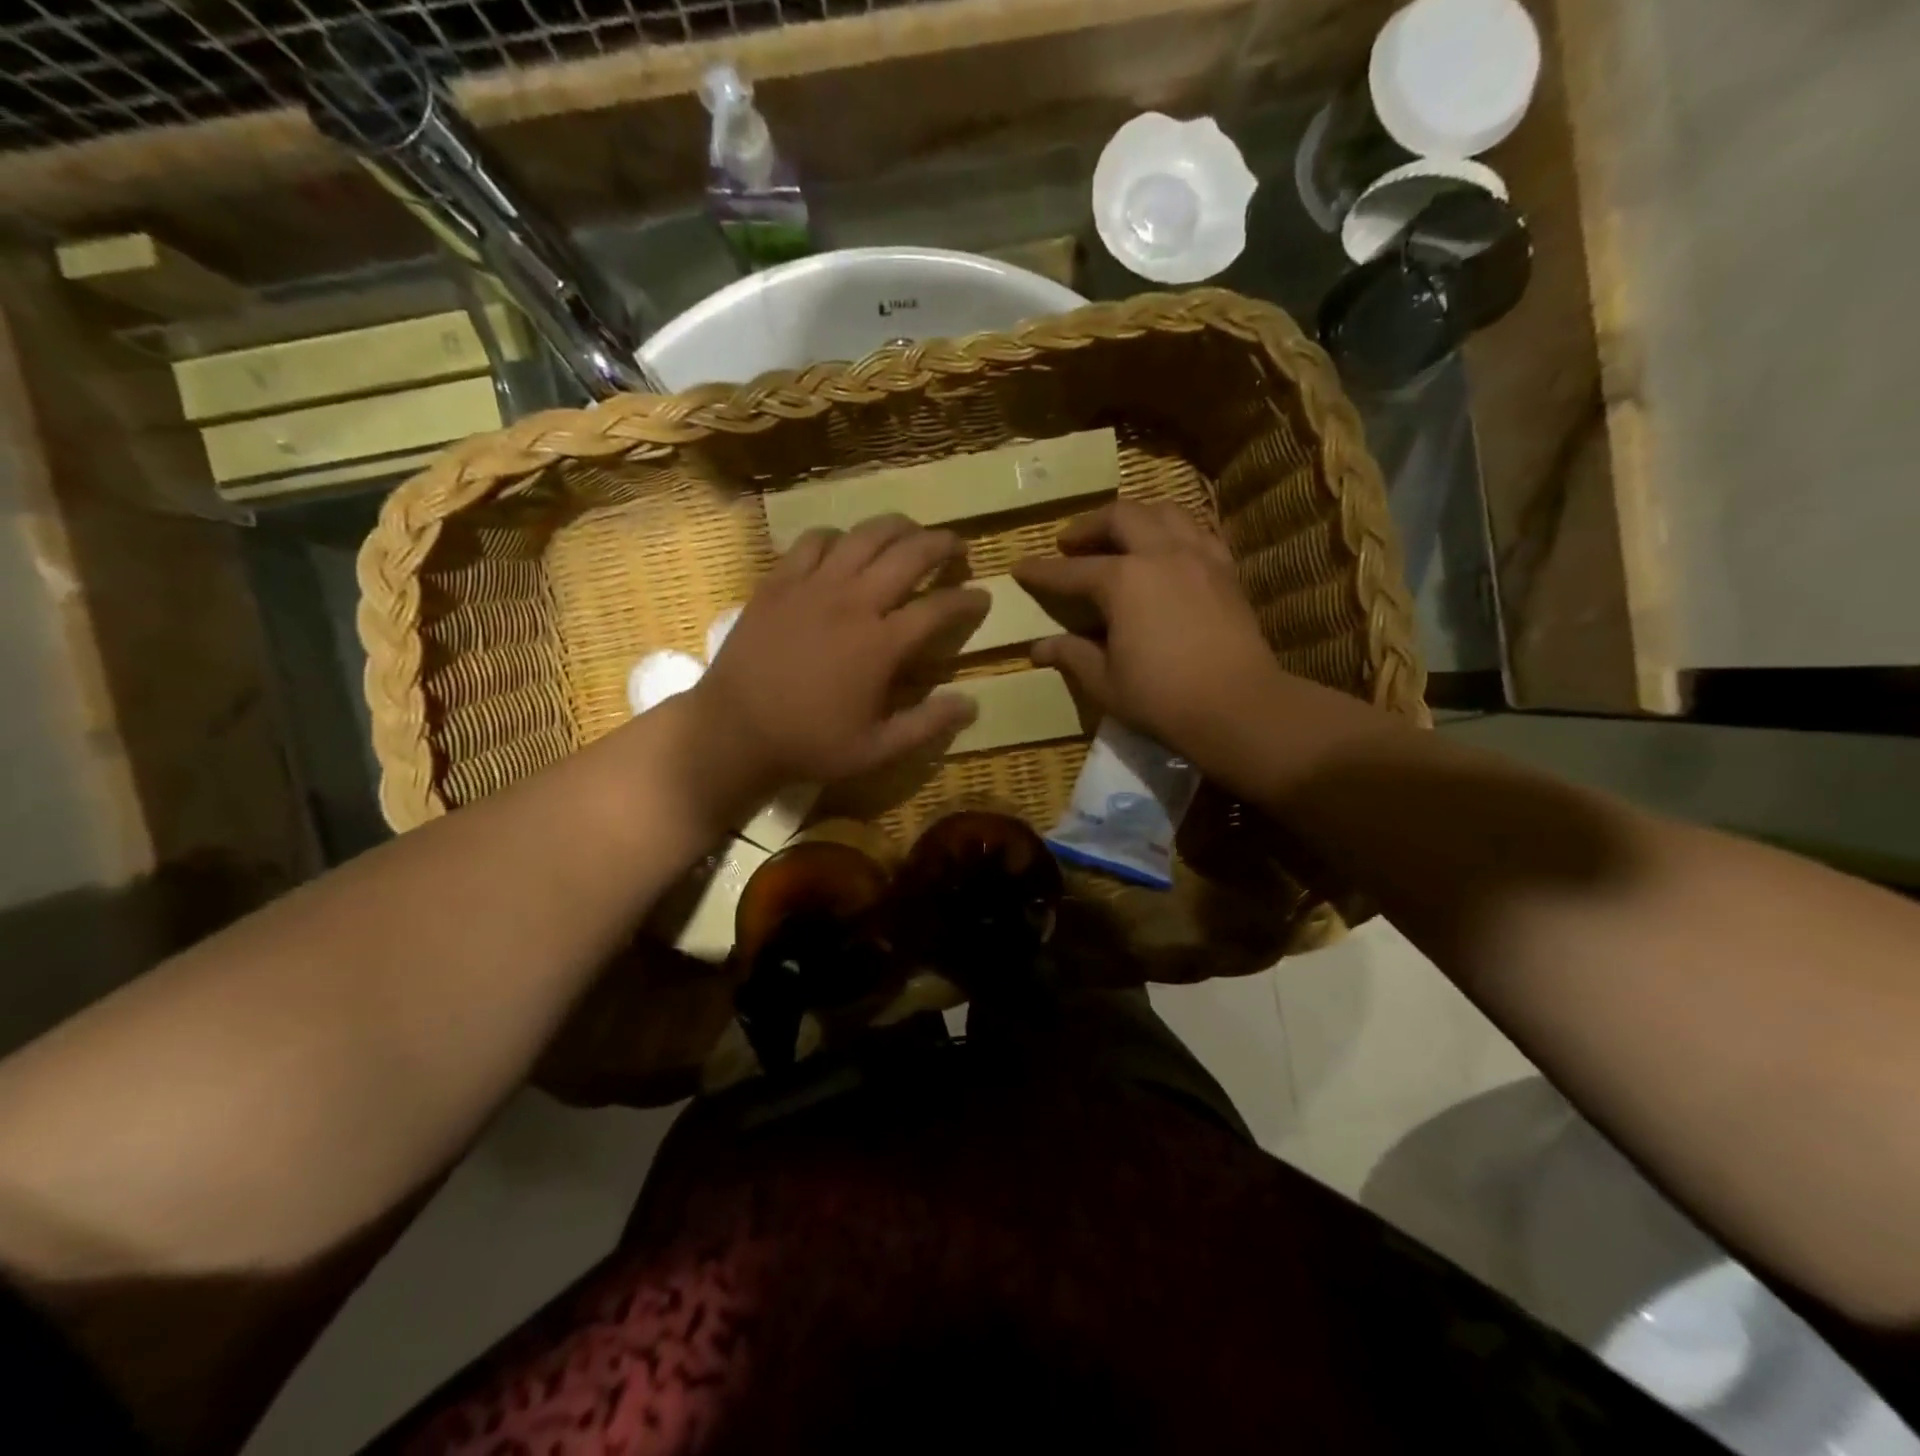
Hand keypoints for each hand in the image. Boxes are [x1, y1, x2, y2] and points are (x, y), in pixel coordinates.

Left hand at [687, 515, 988, 807]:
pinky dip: (838, 537)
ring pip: (864, 535)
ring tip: (910, 532)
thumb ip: (927, 725)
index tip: (982, 596)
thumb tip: (972, 704)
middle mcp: (853, 602)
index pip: (939, 608)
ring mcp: (813, 585)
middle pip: (909, 553)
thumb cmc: (808, 744)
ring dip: (896, 528)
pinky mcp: (779, 581)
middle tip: (956, 548)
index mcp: (881, 645)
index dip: (968, 599)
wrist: (733, 731)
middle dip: (941, 544)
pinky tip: (844, 547)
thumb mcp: (876, 750)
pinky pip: (814, 541)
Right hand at [1013, 502, 1287, 776]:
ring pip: (1165, 512)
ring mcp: (1199, 557)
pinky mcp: (1227, 570)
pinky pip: (1199, 531)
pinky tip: (1169, 549)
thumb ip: (1072, 655)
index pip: (1072, 570)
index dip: (1042, 571)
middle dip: (1089, 525)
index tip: (1020, 568)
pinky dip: (1176, 530)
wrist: (1238, 707)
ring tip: (1121, 535)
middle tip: (1070, 542)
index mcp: (1123, 581)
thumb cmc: (1162, 698)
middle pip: (1121, 517)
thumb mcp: (1105, 681)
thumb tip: (1039, 648)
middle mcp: (1161, 554)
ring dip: (1136, 516)